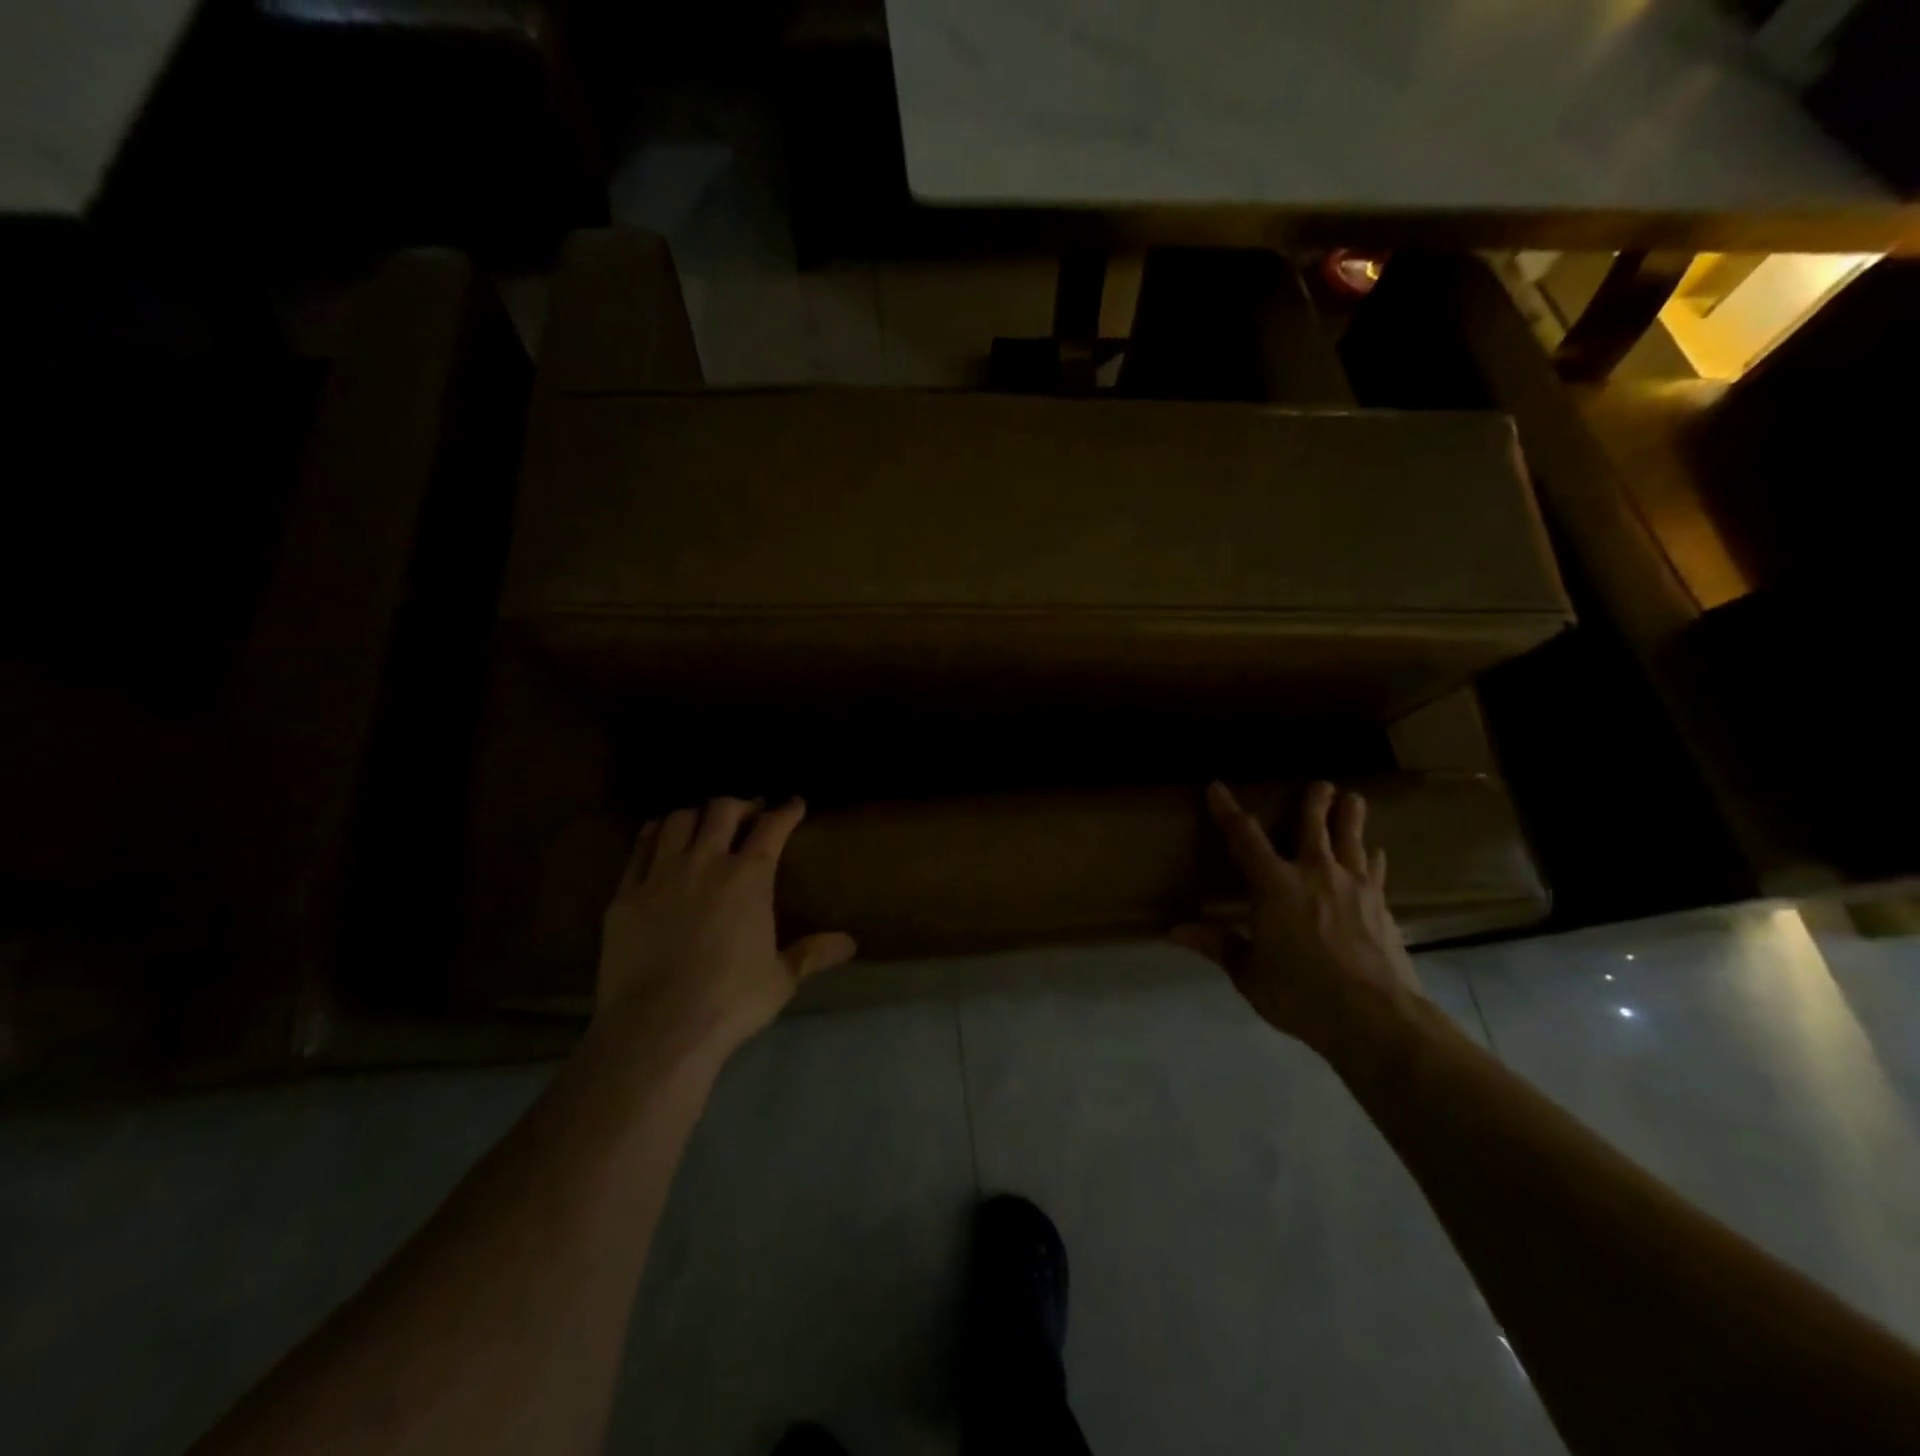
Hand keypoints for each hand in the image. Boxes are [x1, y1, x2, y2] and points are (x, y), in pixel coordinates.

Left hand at [597, 797, 855, 1057]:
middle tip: (750, 812)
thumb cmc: (730, 1001)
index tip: (794, 803)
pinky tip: (659, 836)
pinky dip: (654, 834)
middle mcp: (705, 863)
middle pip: (722, 810)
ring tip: (704, 823)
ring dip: (696, 814)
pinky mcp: (626, 894)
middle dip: (740, 805)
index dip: (786, 811)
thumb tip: (850, 943)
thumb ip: (813, 953)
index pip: (772, 827)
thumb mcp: (781, 979)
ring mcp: (661, 875)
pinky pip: (640, 848)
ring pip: (678, 820)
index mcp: (749, 877)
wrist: (658, 1027)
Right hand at [1174, 781, 1422, 1054]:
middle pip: (1313, 827)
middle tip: (1321, 783)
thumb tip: (1175, 930)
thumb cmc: (1301, 994)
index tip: (1216, 788)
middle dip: (1314, 803)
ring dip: (1350, 818)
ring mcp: (1354, 888)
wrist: (1377, 1018)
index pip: (1244, 838)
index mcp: (1274, 885)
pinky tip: (1376, 853)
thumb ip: (1218, 945)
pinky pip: (1374, 872)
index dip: (1227, 811)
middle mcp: (1315, 874)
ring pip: (1350, 841)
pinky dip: (1372, 858)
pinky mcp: (1381, 907)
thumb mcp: (1249, 974)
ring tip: (1354, 798)